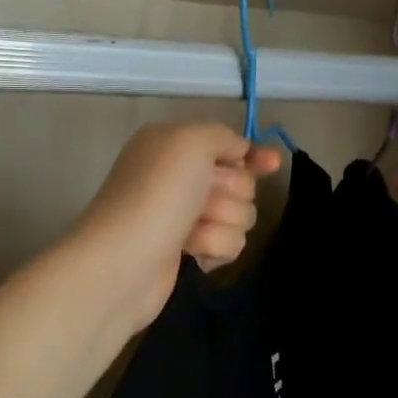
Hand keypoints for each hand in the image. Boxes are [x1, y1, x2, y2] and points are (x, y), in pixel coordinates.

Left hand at [72, 122, 283, 330]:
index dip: (254, 154)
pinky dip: (214, 247)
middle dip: (230, 193)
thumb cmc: (157, 194)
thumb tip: (242, 151)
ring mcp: (185, 216)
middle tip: (202, 201)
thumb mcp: (191, 142)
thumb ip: (224, 136)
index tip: (272, 164)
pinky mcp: (190, 251)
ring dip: (221, 223)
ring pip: (241, 215)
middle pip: (242, 181)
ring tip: (191, 232)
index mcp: (176, 145)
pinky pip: (230, 243)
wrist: (125, 261)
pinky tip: (192, 252)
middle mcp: (181, 177)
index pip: (229, 145)